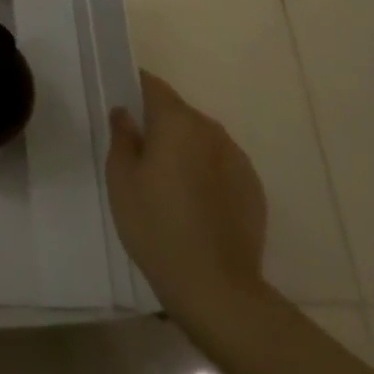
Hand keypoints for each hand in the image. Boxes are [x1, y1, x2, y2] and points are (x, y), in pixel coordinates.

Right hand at [107, 70, 269, 338]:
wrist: (216, 288)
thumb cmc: (156, 225)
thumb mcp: (121, 179)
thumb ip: (122, 137)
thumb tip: (125, 113)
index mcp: (176, 121)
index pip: (152, 85)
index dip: (134, 88)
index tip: (121, 106)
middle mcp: (210, 130)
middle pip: (178, 113)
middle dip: (158, 125)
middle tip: (138, 155)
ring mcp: (237, 158)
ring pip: (200, 140)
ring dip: (183, 150)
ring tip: (166, 185)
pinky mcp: (253, 188)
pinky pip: (220, 166)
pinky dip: (205, 173)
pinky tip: (194, 206)